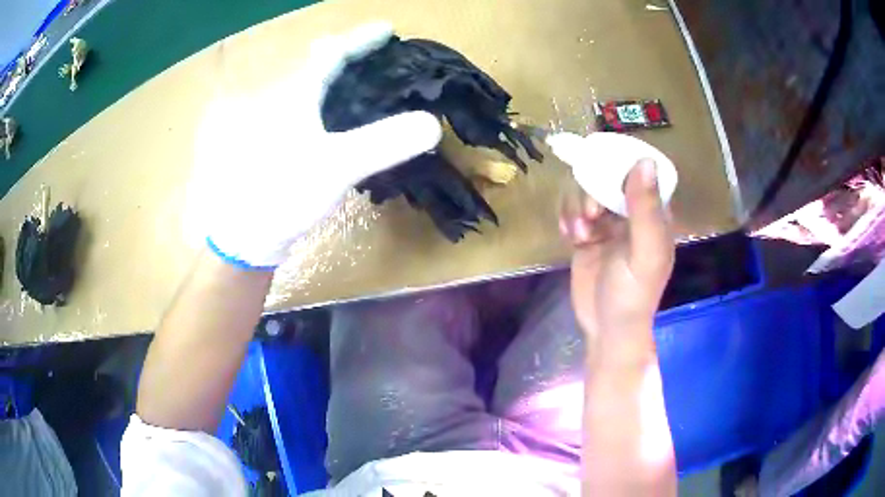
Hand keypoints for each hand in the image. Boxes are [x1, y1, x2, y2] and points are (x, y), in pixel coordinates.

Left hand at [191, 22, 441, 268]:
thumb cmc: (280, 195)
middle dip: (346, 55)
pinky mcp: (274, 149)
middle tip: (375, 57)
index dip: (361, 39)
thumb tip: (433, 123)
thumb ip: (385, 142)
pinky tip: (337, 121)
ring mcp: (273, 126)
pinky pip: (304, 113)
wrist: (239, 238)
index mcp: (295, 95)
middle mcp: (280, 102)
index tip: (388, 29)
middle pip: (316, 66)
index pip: (332, 53)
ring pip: (308, 90)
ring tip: (363, 83)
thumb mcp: (336, 166)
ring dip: (336, 81)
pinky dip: (326, 107)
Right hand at [560, 159, 674, 360]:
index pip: (640, 171)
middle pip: (606, 175)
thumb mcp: (644, 252)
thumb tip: (643, 160)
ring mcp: (607, 222)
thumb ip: (645, 209)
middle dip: (592, 189)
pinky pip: (571, 208)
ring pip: (585, 190)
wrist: (605, 328)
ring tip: (578, 233)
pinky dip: (566, 217)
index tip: (602, 166)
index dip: (621, 162)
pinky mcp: (586, 233)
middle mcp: (631, 211)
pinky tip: (570, 236)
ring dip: (576, 206)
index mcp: (653, 213)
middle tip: (590, 215)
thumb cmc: (632, 294)